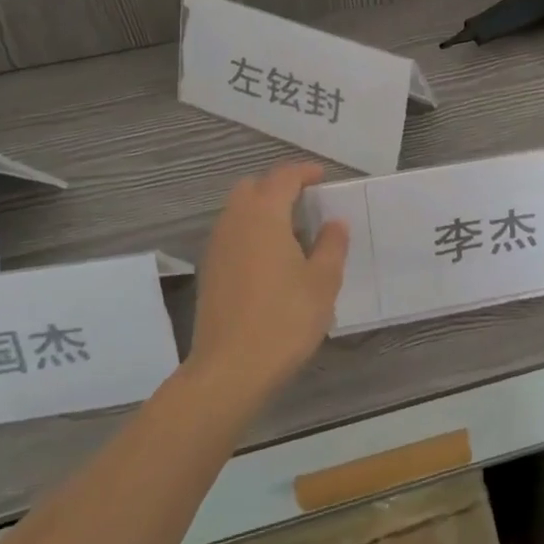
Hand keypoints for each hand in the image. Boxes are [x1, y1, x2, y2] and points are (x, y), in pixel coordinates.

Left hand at [187, 162, 349, 405]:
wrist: (229, 371)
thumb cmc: (284, 319)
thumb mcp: (323, 282)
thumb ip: (331, 245)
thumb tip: (334, 223)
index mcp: (264, 214)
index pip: (284, 177)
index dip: (304, 173)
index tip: (322, 178)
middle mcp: (235, 221)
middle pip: (253, 187)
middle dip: (278, 187)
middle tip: (304, 203)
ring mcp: (217, 247)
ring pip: (238, 211)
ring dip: (262, 210)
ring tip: (290, 233)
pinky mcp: (209, 272)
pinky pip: (231, 235)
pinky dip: (250, 233)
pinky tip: (269, 260)